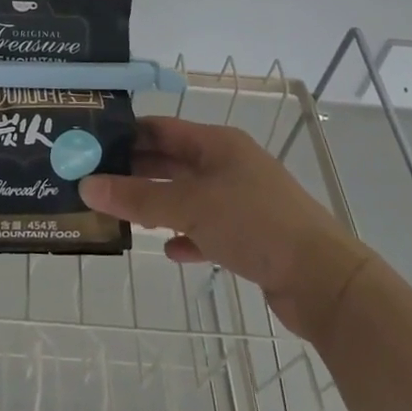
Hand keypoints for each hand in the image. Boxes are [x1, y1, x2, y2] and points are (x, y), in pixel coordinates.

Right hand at [79, 116, 376, 342]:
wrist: (324, 281)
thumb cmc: (254, 225)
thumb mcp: (190, 207)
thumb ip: (137, 198)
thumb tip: (87, 185)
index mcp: (217, 144)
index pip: (161, 129)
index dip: (126, 134)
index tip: (90, 147)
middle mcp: (229, 165)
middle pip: (172, 162)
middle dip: (136, 172)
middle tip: (95, 184)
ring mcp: (241, 201)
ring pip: (188, 197)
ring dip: (157, 205)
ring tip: (121, 216)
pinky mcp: (251, 236)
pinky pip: (207, 229)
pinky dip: (186, 236)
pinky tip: (169, 250)